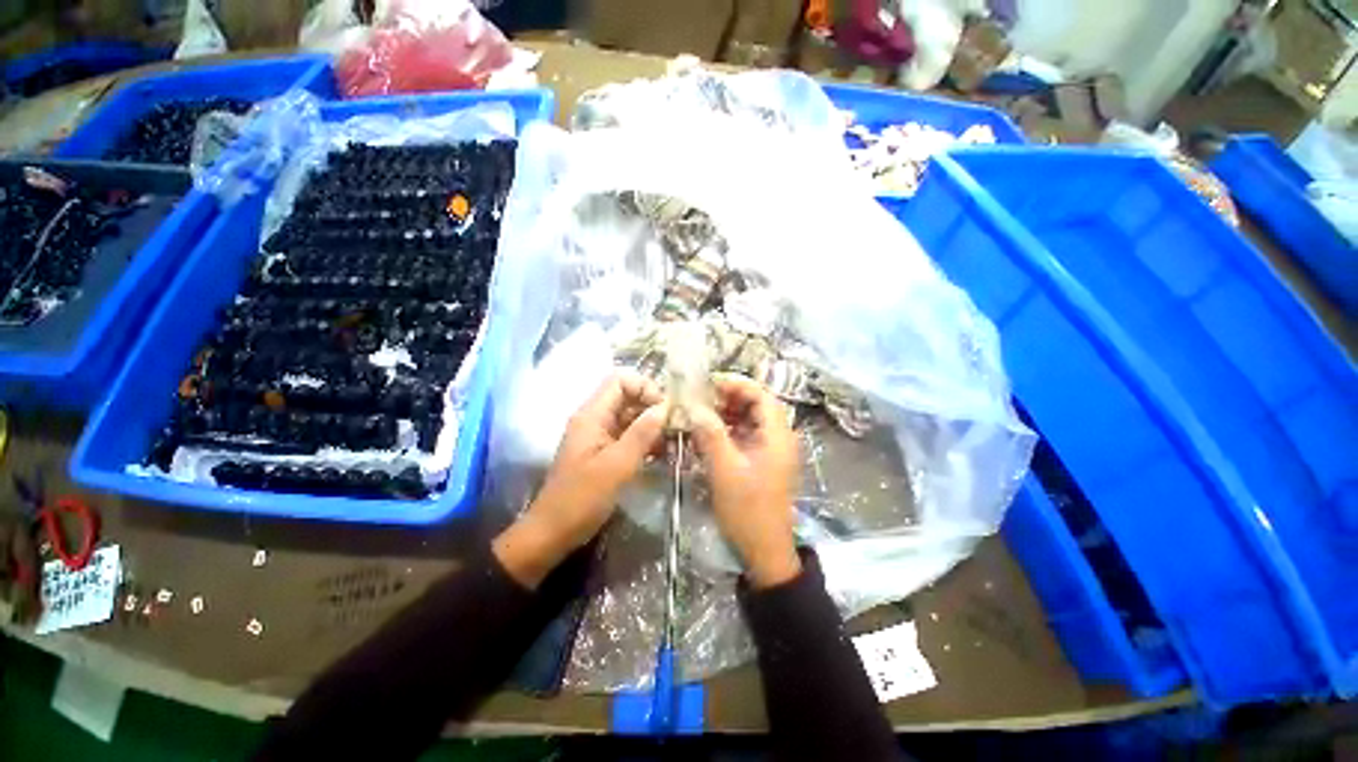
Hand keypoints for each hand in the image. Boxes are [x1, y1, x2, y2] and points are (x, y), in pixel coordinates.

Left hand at [494, 372, 666, 587]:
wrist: (553, 533)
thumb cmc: (581, 499)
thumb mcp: (617, 465)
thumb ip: (642, 433)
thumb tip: (665, 407)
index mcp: (592, 415)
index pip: (620, 380)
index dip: (644, 387)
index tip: (664, 409)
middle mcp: (595, 419)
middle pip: (627, 397)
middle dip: (652, 407)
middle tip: (676, 426)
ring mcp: (599, 436)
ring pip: (630, 417)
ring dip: (652, 425)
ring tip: (674, 441)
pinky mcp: (604, 453)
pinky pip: (629, 436)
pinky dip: (646, 440)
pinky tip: (663, 453)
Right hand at [690, 374, 801, 588]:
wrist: (765, 550)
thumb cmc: (748, 510)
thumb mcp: (725, 470)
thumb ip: (711, 434)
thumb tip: (694, 406)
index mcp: (777, 436)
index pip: (762, 396)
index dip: (737, 385)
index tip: (710, 384)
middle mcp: (779, 438)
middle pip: (757, 406)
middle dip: (730, 398)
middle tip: (702, 398)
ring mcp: (772, 451)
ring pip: (751, 420)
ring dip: (728, 414)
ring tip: (702, 414)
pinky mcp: (763, 462)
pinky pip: (747, 436)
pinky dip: (729, 431)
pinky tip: (709, 434)